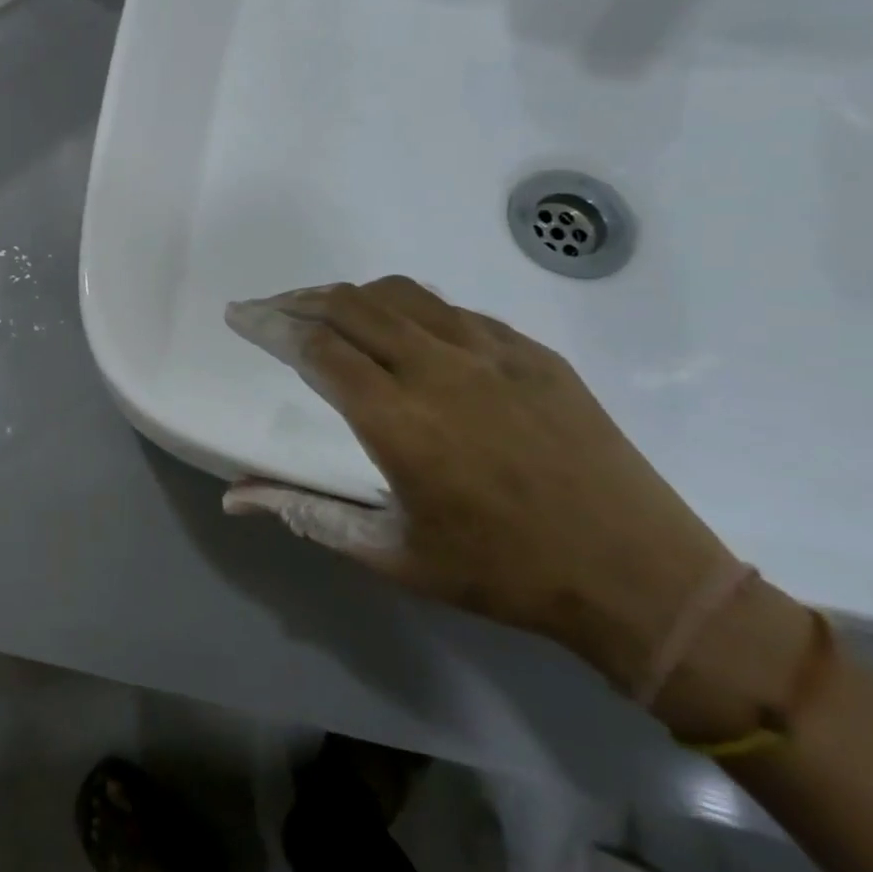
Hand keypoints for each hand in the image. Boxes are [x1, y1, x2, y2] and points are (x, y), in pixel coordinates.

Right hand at [224, 277, 739, 697]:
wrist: (639, 576)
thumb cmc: (503, 573)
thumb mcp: (391, 555)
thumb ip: (306, 514)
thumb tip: (233, 498)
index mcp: (398, 421)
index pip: (315, 348)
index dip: (270, 325)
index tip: (240, 316)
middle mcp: (439, 371)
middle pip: (349, 306)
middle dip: (297, 300)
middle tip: (269, 309)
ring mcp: (492, 353)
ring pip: (400, 295)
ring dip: (350, 296)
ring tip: (325, 310)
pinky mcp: (532, 352)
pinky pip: (453, 310)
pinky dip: (409, 308)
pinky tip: (403, 330)